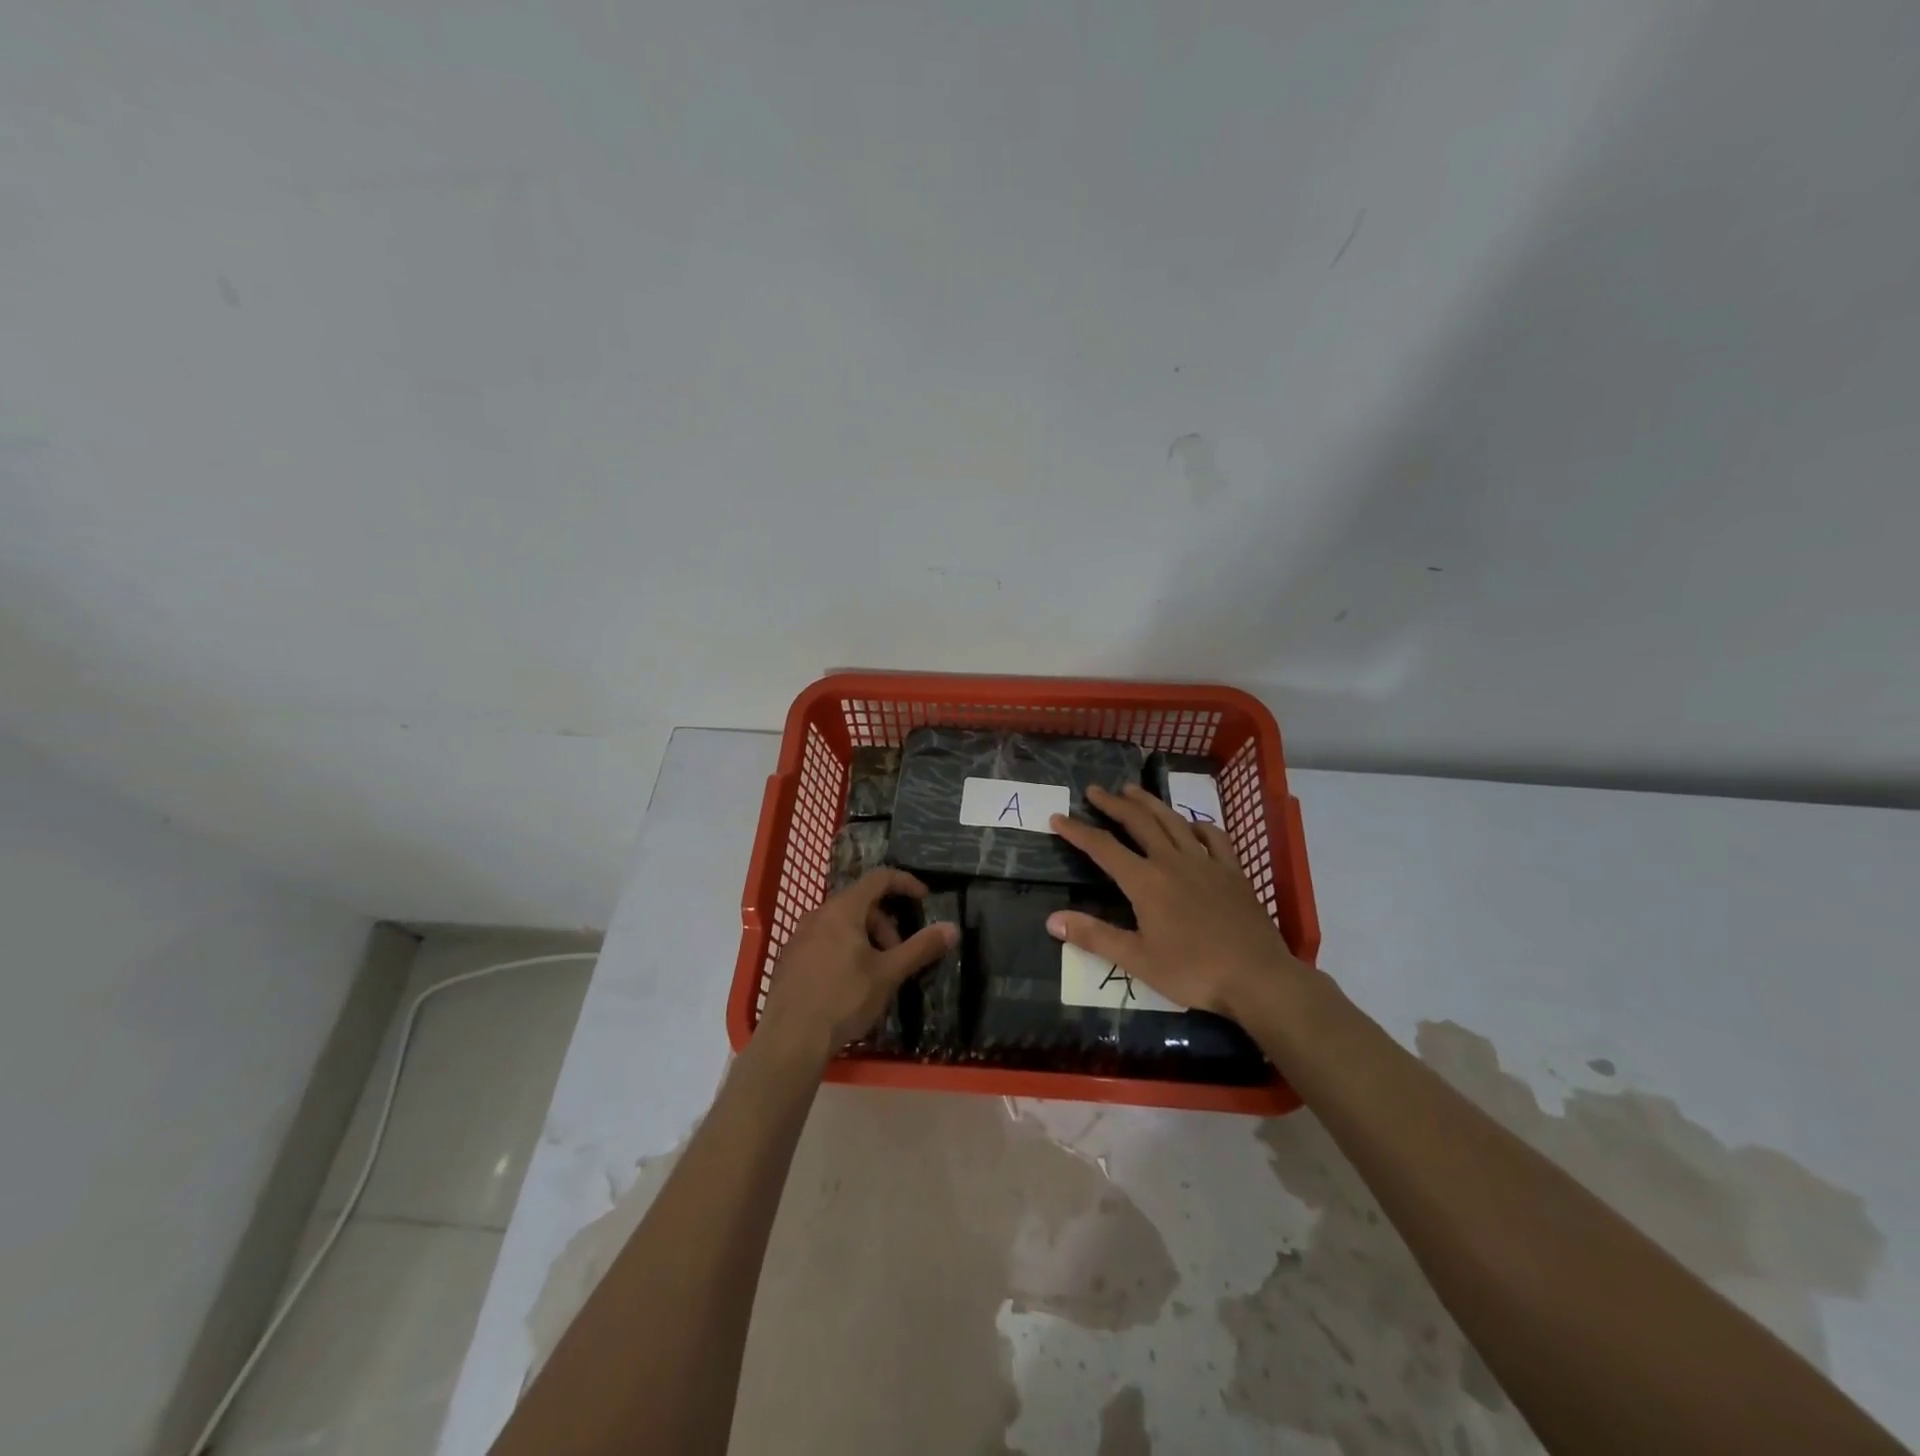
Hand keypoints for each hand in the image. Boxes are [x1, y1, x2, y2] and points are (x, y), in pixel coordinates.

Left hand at [757, 868, 957, 1059]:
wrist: (789, 1039)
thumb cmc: (843, 999)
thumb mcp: (888, 973)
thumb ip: (920, 948)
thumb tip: (952, 928)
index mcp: (842, 909)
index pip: (879, 878)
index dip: (905, 883)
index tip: (924, 899)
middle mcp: (818, 915)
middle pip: (861, 904)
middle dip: (886, 925)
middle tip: (898, 956)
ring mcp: (800, 937)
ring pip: (842, 924)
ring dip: (867, 940)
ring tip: (876, 975)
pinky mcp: (790, 960)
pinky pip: (825, 941)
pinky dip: (845, 950)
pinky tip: (850, 985)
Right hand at [1047, 783, 1306, 1019]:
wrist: (1258, 977)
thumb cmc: (1193, 971)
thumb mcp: (1137, 960)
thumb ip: (1094, 936)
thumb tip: (1051, 920)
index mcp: (1146, 882)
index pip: (1103, 848)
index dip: (1077, 831)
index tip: (1058, 817)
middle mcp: (1173, 862)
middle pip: (1138, 822)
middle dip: (1113, 804)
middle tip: (1095, 790)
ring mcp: (1206, 863)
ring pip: (1173, 821)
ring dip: (1150, 803)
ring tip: (1132, 789)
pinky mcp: (1233, 872)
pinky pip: (1214, 837)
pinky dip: (1199, 825)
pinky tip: (1192, 825)